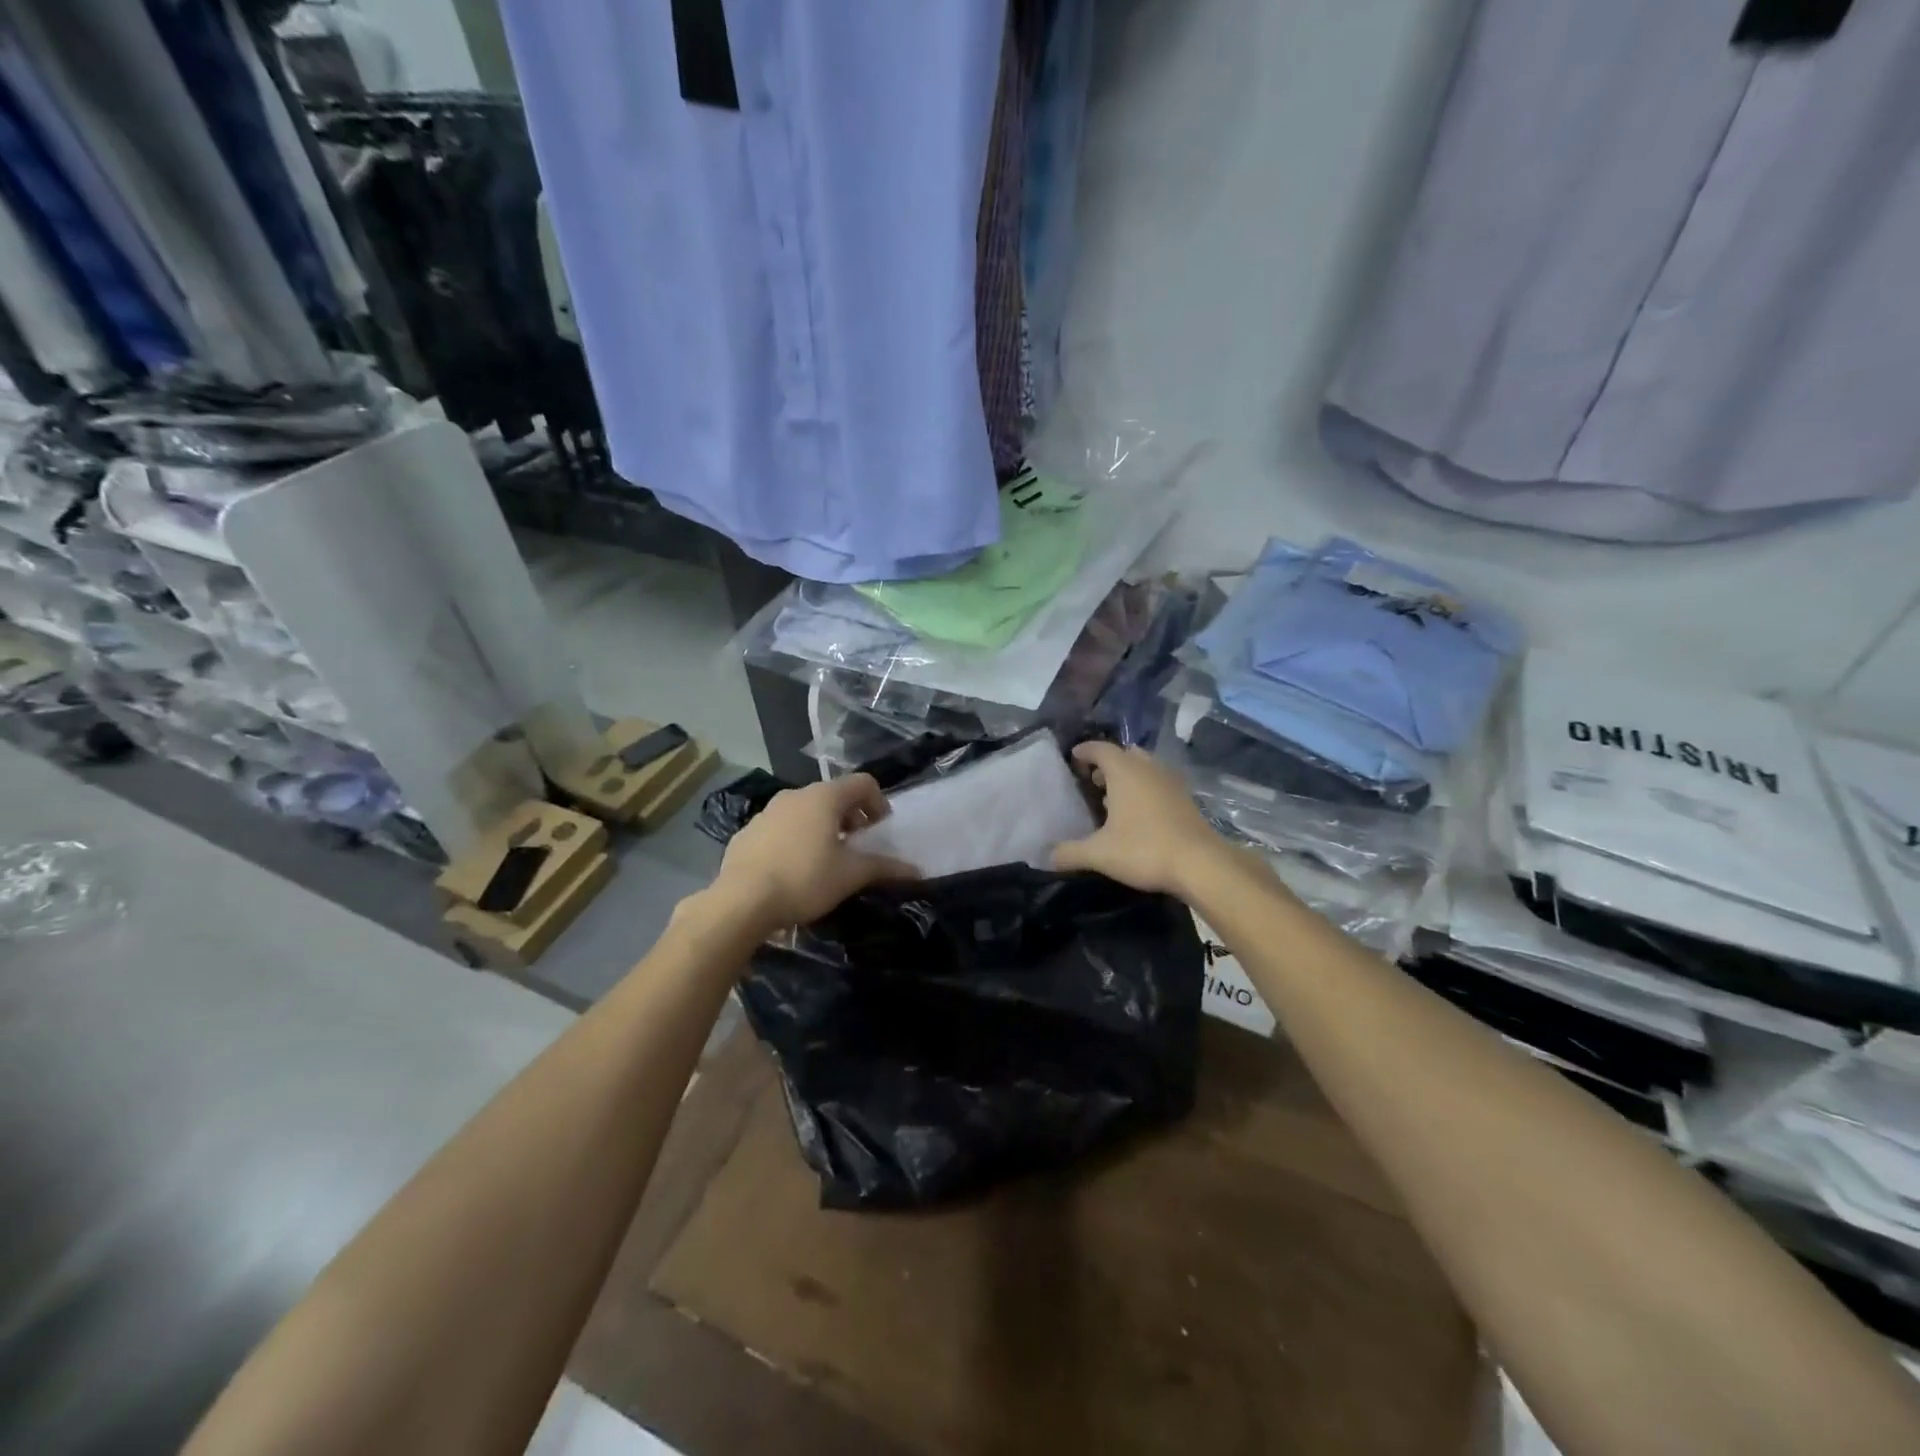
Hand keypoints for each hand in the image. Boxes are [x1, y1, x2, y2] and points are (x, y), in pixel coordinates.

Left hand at [713, 774, 918, 933]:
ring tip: (826, 860)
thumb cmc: (805, 879)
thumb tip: (916, 870)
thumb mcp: (851, 875)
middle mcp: (795, 795)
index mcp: (824, 797)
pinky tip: (793, 870)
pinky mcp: (747, 832)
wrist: (741, 901)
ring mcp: (767, 812)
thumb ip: (884, 867)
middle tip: (857, 847)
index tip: (881, 831)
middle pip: (833, 796)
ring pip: (805, 811)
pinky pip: (781, 828)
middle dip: (851, 817)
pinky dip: (795, 839)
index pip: (863, 783)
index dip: (879, 803)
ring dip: (822, 828)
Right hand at [1053, 741, 1224, 896]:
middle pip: (1125, 754)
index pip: (1100, 749)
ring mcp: (1171, 782)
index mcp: (1125, 772)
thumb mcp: (1099, 854)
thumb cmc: (1144, 849)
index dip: (1085, 751)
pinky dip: (1145, 789)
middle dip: (1108, 763)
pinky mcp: (1186, 799)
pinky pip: (1159, 783)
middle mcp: (1148, 769)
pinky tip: (1138, 813)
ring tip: (1113, 797)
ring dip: (1128, 776)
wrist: (1201, 864)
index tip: (1073, 758)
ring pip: (1145, 767)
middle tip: (1092, 780)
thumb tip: (1046, 856)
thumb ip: (1070, 852)